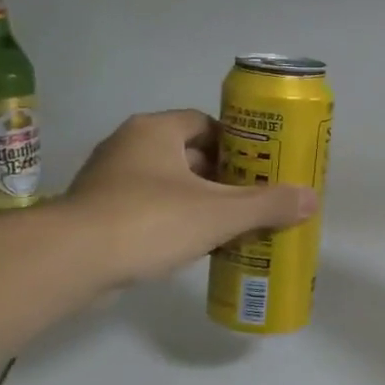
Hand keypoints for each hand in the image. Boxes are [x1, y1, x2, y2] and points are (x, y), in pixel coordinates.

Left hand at [62, 110, 317, 286]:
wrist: (71, 261)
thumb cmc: (150, 221)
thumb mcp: (219, 213)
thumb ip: (267, 205)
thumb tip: (312, 199)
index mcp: (155, 131)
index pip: (205, 123)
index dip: (237, 144)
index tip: (259, 168)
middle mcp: (129, 147)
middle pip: (188, 155)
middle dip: (222, 177)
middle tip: (253, 200)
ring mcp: (108, 181)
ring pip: (168, 185)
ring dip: (198, 202)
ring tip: (232, 225)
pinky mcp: (98, 214)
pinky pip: (147, 210)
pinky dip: (173, 222)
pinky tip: (195, 246)